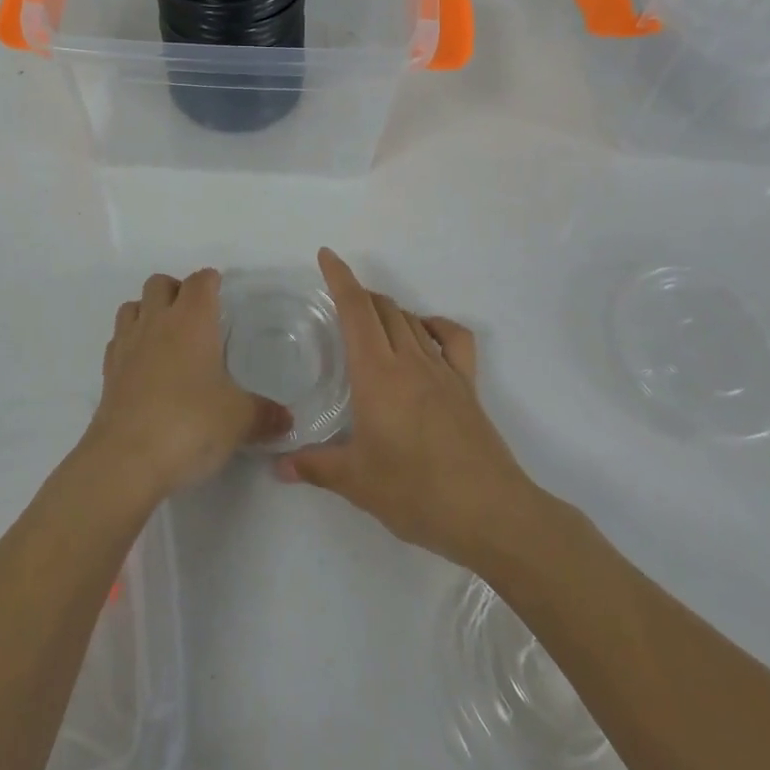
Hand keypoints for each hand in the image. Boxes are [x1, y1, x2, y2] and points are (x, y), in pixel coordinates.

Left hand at [83, 269, 291, 498]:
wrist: (125, 460)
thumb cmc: (189, 424)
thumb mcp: (239, 420)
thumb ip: (264, 414)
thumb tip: (286, 420)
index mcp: (192, 319)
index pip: (200, 281)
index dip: (211, 282)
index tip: (221, 293)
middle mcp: (157, 321)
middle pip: (159, 283)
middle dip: (176, 290)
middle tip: (195, 316)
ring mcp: (127, 344)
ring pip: (132, 306)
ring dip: (148, 310)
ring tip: (166, 335)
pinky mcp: (108, 372)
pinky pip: (118, 340)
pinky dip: (130, 342)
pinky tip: (144, 365)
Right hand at [276, 249, 535, 568]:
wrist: (491, 514)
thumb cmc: (417, 493)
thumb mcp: (357, 482)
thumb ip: (315, 467)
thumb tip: (278, 466)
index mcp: (377, 374)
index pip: (356, 310)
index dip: (340, 278)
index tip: (326, 256)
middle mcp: (409, 360)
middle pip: (382, 308)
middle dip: (359, 294)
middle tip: (338, 301)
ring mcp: (443, 370)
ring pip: (411, 320)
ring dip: (388, 310)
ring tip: (371, 322)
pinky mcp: (467, 386)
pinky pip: (452, 338)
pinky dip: (434, 326)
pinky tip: (424, 336)